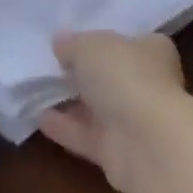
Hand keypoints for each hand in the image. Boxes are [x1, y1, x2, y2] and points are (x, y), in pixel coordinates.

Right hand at [38, 31, 189, 192]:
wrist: (147, 142)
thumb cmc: (125, 76)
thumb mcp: (90, 46)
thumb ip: (73, 44)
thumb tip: (60, 41)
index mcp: (153, 50)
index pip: (128, 41)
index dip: (103, 39)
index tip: (75, 40)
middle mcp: (148, 84)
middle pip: (112, 75)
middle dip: (85, 72)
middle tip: (52, 65)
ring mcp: (134, 120)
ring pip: (99, 107)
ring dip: (72, 101)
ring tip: (39, 90)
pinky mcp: (119, 152)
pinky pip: (87, 135)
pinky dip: (65, 127)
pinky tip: (40, 118)